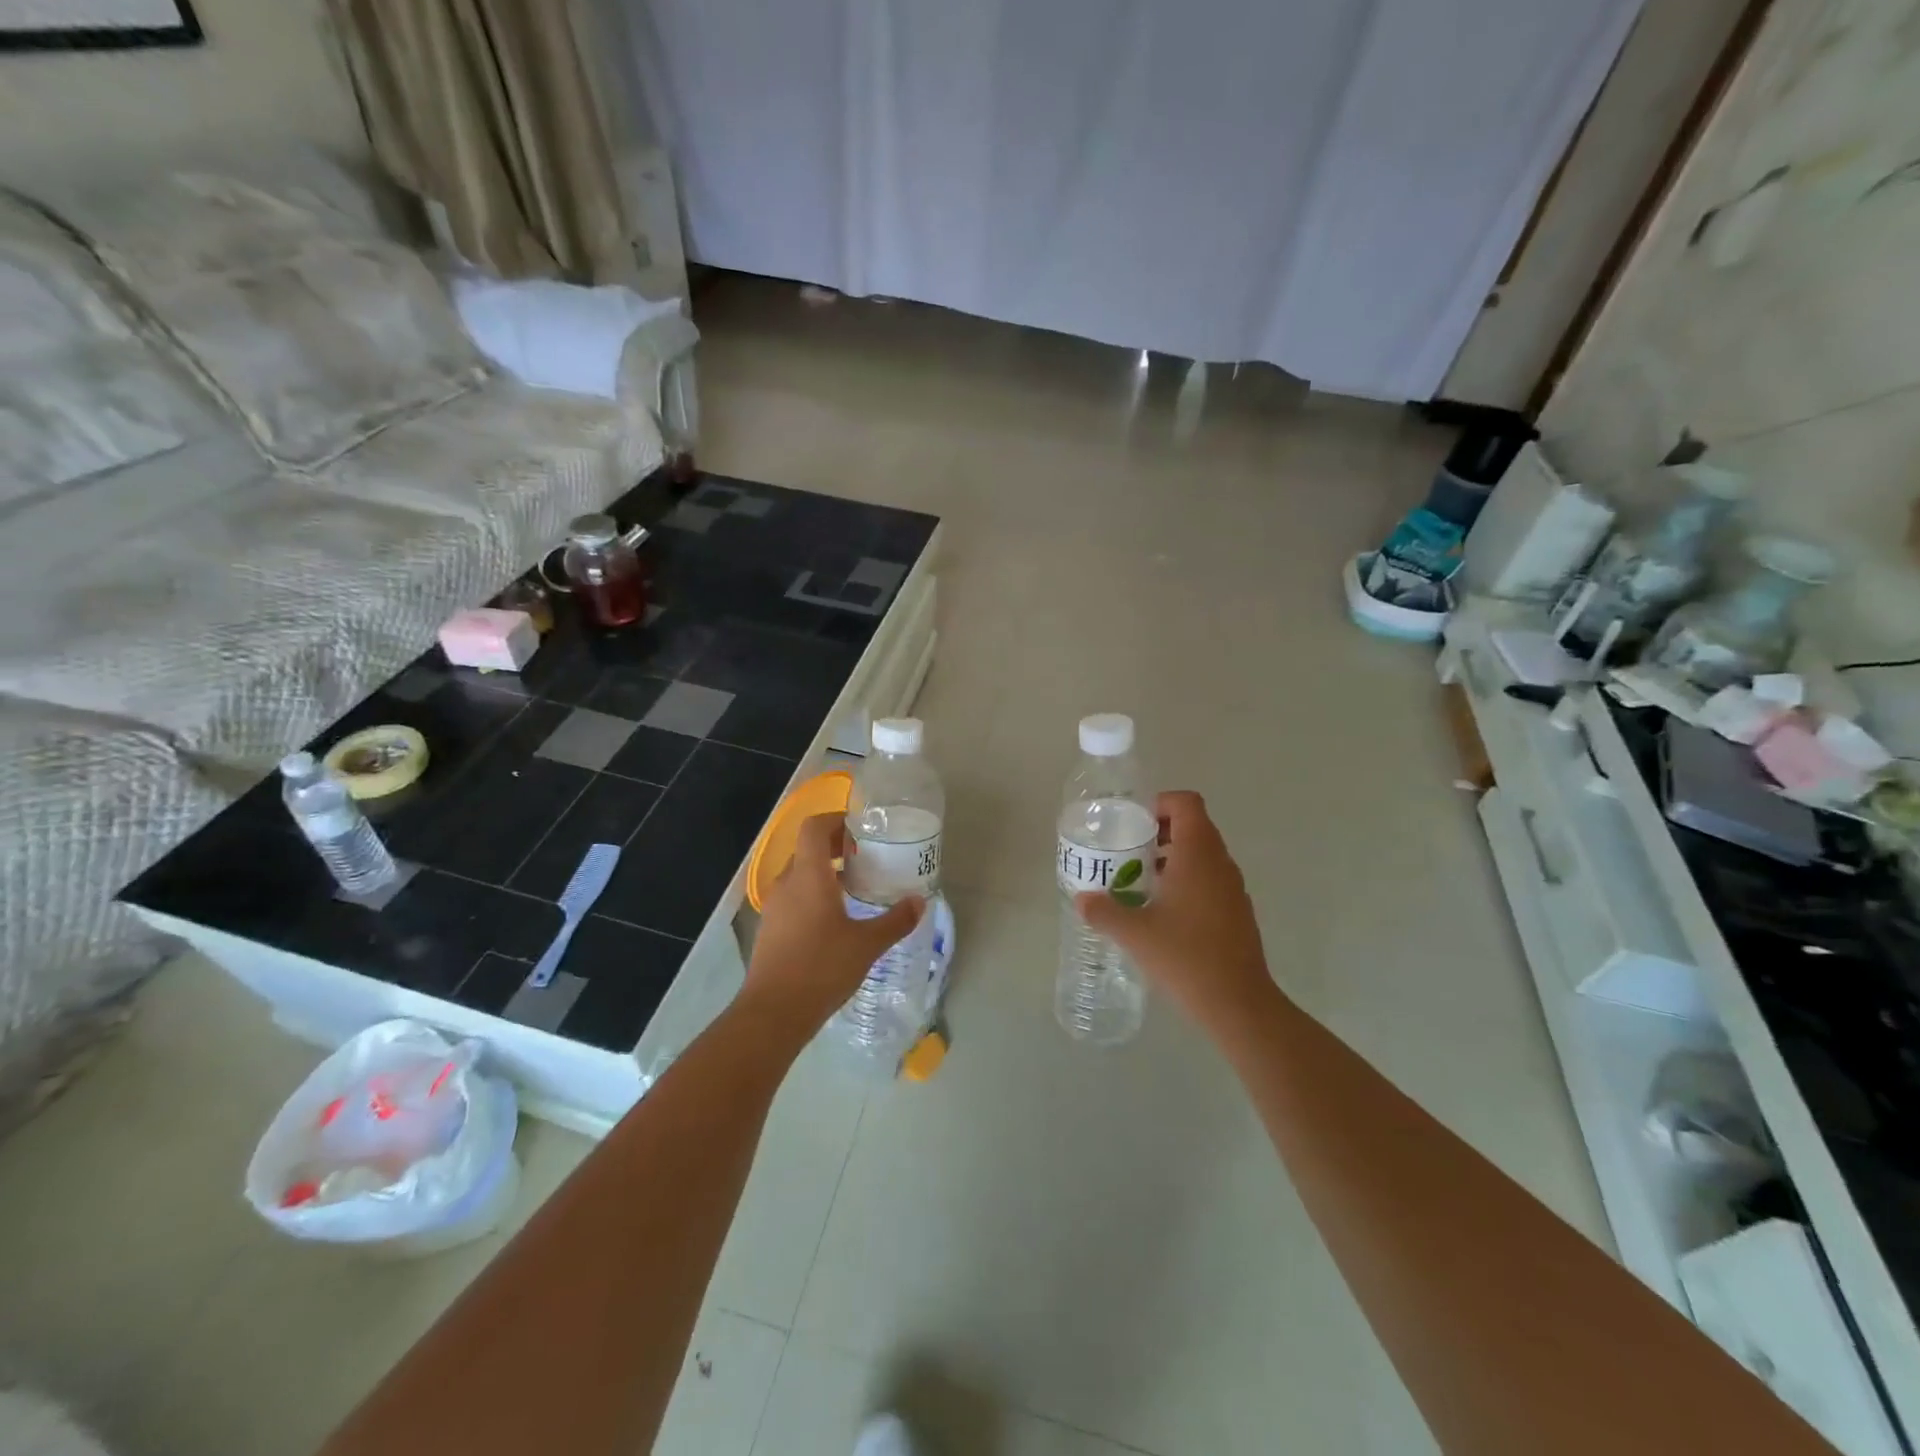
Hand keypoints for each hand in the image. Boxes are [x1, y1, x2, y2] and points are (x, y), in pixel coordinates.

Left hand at [746, 814, 924, 1033]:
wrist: (774, 1012)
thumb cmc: (822, 968)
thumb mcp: (867, 944)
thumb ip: (895, 920)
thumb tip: (920, 902)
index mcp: (808, 875)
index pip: (814, 827)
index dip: (835, 820)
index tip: (861, 830)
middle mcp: (787, 883)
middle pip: (807, 849)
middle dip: (835, 847)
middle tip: (866, 858)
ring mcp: (774, 906)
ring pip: (800, 875)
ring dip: (825, 872)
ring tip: (855, 888)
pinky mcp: (770, 928)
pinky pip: (793, 897)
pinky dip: (813, 895)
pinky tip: (836, 919)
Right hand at [1076, 791, 1272, 1032]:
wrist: (1238, 1004)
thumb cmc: (1186, 956)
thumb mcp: (1134, 933)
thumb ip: (1103, 911)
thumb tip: (1082, 899)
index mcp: (1198, 854)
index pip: (1186, 803)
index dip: (1160, 804)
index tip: (1133, 824)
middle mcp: (1220, 863)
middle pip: (1194, 826)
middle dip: (1160, 832)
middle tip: (1129, 852)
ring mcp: (1234, 889)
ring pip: (1203, 856)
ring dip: (1173, 858)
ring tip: (1141, 883)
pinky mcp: (1238, 913)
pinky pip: (1211, 881)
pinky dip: (1188, 883)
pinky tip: (1164, 914)